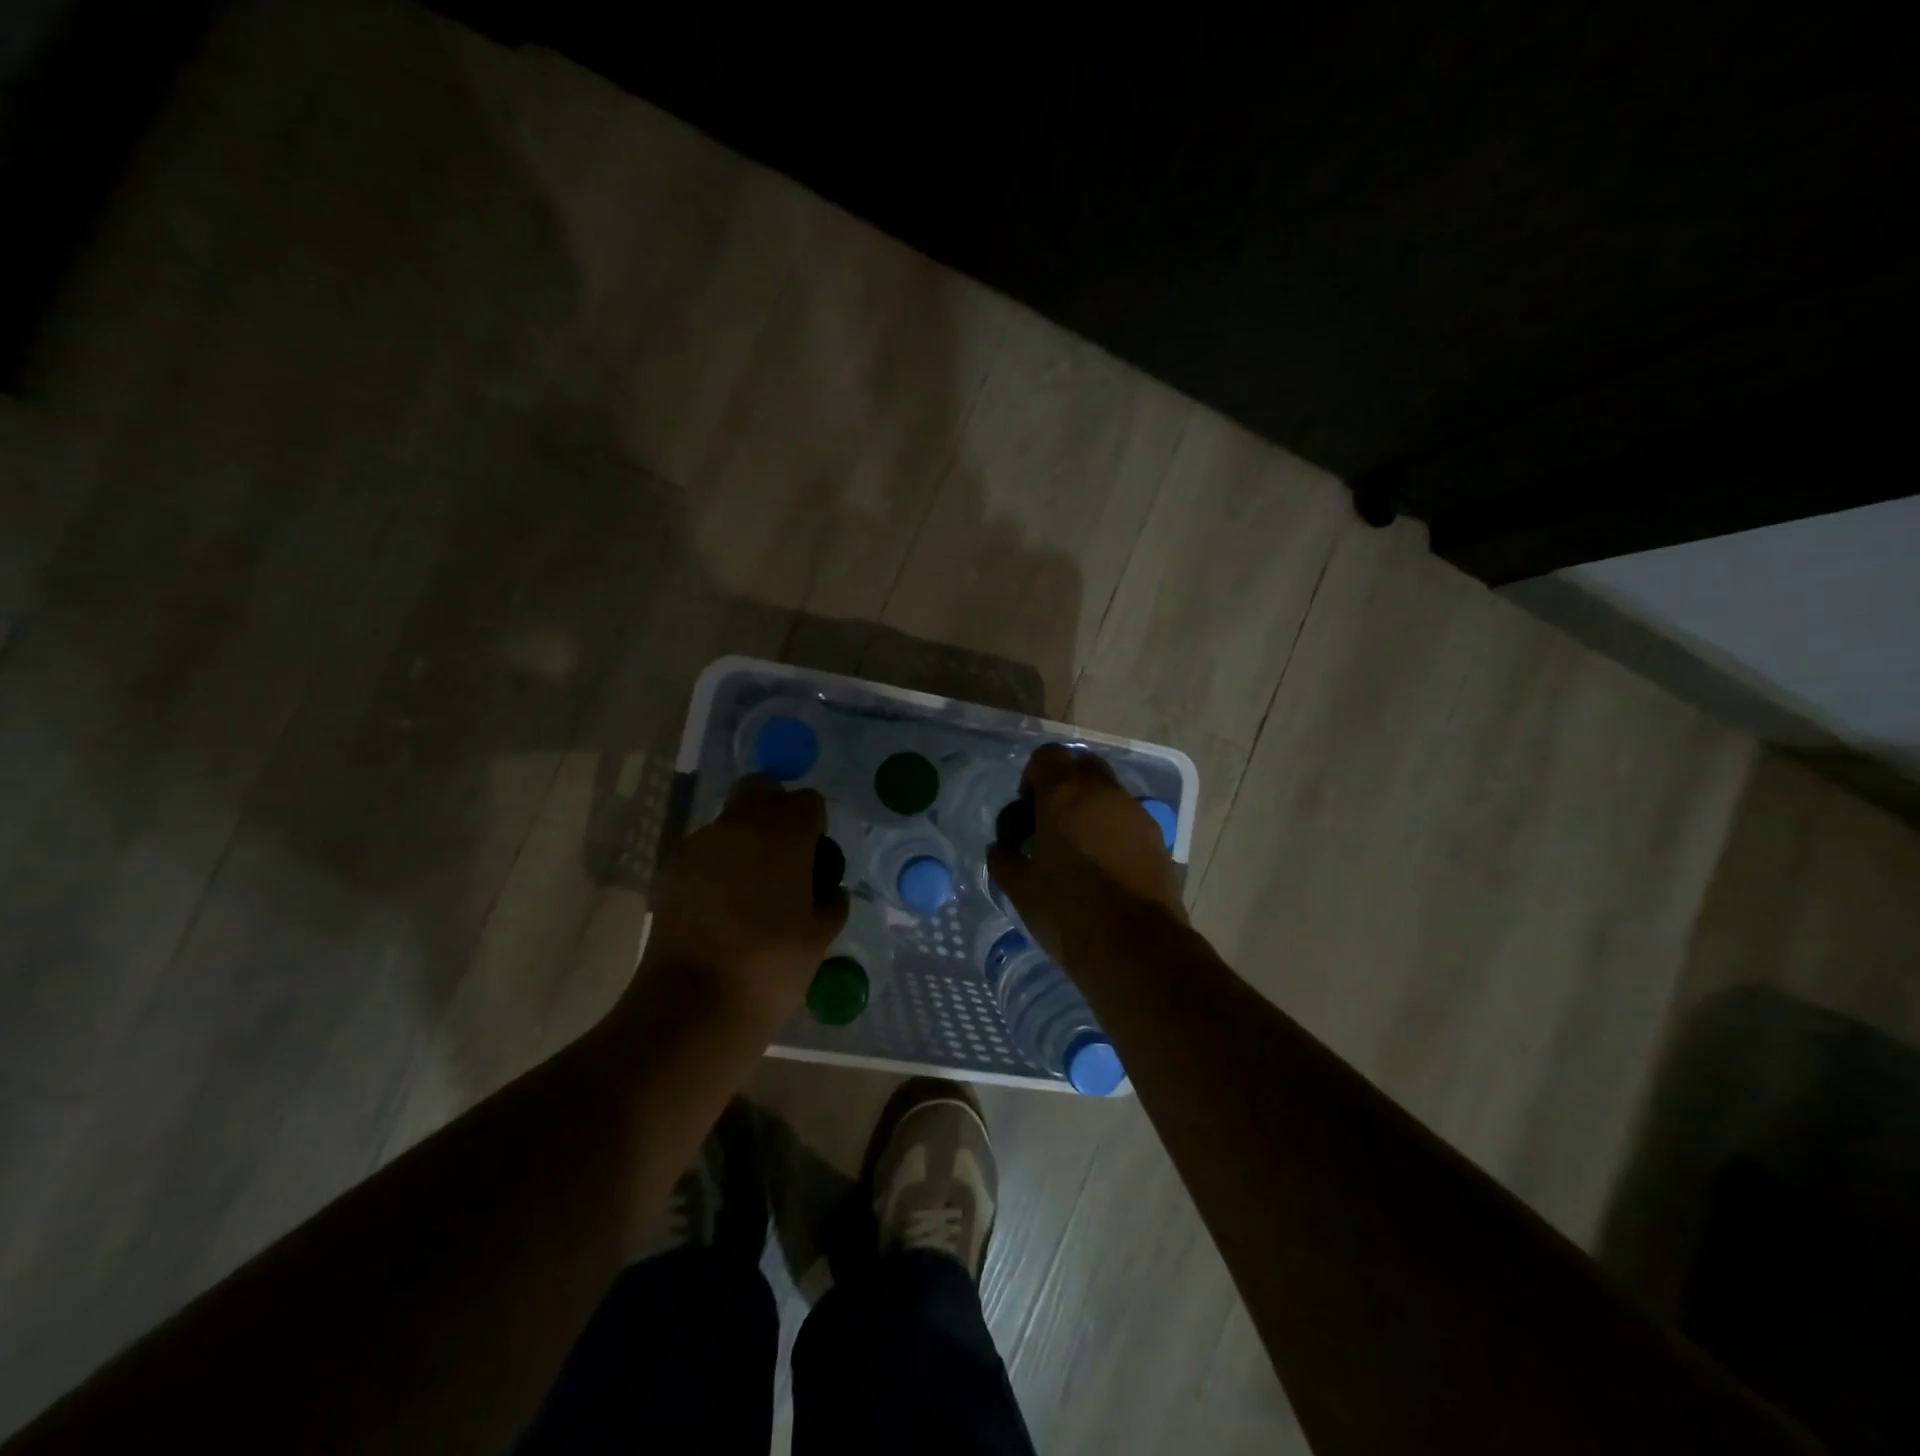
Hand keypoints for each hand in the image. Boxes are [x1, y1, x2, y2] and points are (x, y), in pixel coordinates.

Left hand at [635, 776, 848, 1028]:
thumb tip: (828, 890)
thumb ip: (831, 902)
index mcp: (785, 834)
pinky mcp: (670, 867)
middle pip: (760, 789)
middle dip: (774, 809)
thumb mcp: (820, 936)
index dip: (814, 824)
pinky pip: (701, 850)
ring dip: (742, 839)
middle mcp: (740, 825)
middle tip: (781, 854)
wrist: (694, 1004)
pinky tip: (717, 905)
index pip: (808, 800)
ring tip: (746, 888)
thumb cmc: (772, 966)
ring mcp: (699, 843)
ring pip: (728, 820)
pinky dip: (714, 864)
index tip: (814, 855)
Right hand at [987, 744, 1187, 962]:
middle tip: (1051, 820)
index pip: (1047, 756)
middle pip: (1081, 765)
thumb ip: (1004, 860)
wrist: (1135, 946)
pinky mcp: (1156, 836)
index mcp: (1064, 794)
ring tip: (1078, 845)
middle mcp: (1103, 791)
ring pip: (1108, 790)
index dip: (1033, 775)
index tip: (1027, 808)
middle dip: (1064, 783)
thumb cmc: (1067, 911)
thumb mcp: (1021, 889)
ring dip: (1090, 805)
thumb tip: (1000, 849)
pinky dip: (1112, 826)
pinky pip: (1127, 816)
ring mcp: (1134, 811)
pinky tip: (1104, 863)